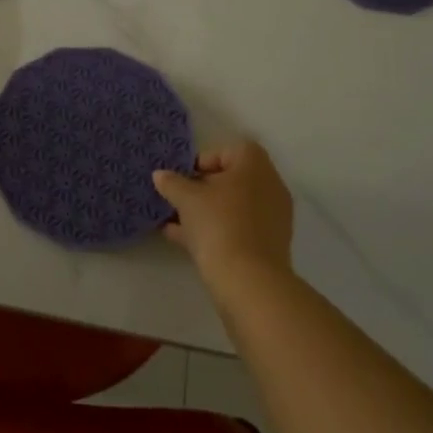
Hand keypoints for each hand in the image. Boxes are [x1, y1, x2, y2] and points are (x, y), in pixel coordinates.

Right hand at [154, 140, 295, 291]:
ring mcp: (272, 217)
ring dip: (204, 212)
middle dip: (200, 189)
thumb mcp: (186, 199)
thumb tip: (160, 174)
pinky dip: (214, 230)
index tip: (181, 178)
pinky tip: (183, 240)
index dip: (201, 160)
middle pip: (230, 180)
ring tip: (173, 222)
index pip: (227, 151)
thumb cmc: (219, 224)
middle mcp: (269, 185)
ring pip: (232, 207)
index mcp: (255, 165)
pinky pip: (237, 228)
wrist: (249, 281)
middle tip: (176, 199)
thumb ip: (172, 183)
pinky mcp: (268, 244)